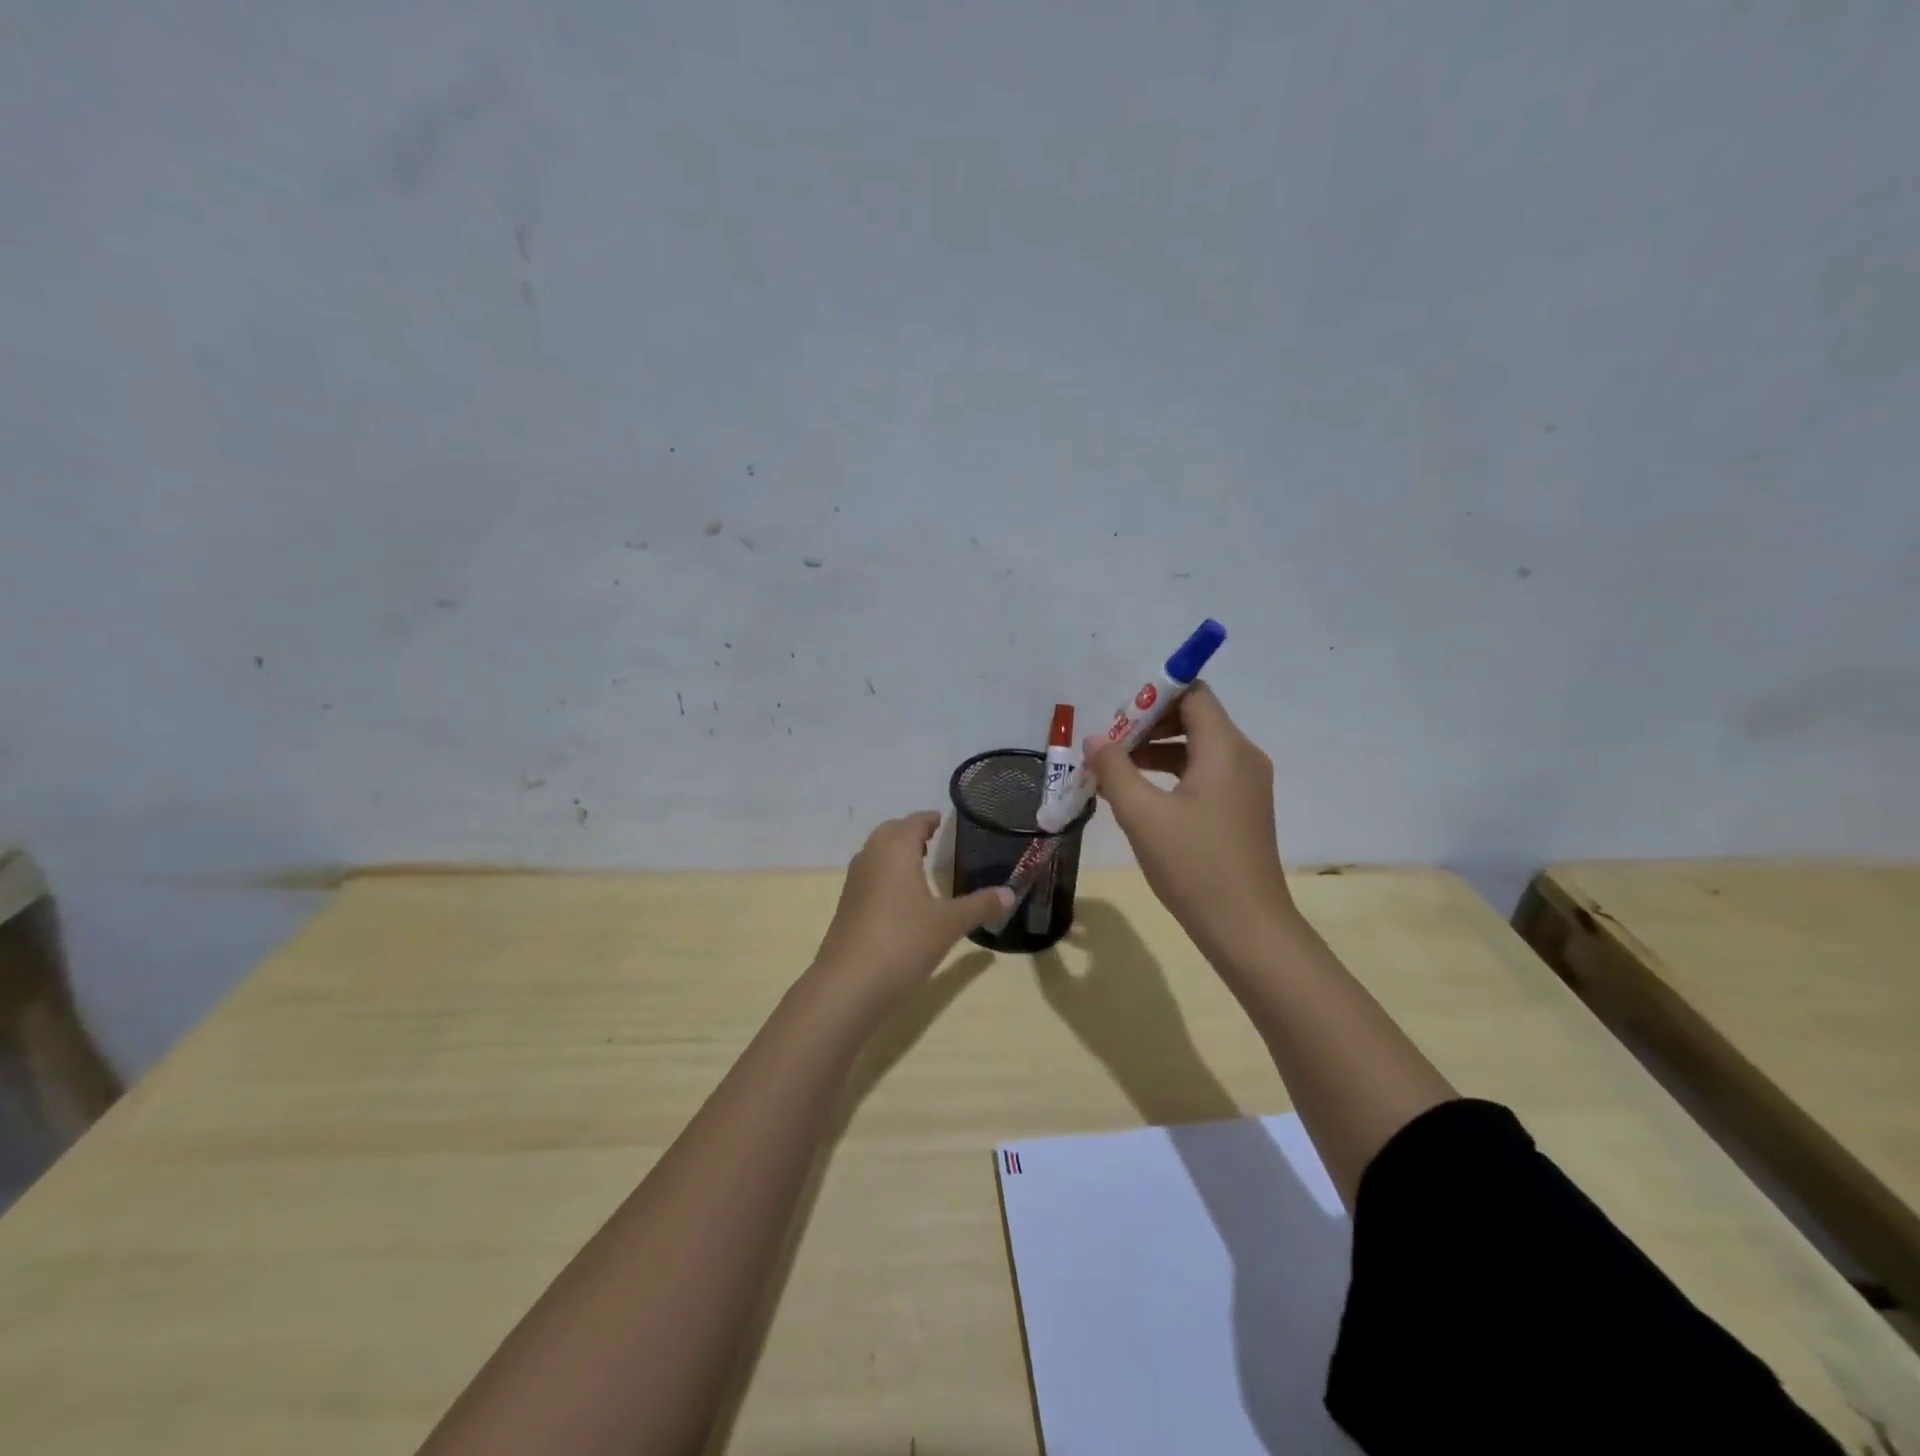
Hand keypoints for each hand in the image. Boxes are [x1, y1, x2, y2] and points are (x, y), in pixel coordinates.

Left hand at [809, 812, 1014, 1021]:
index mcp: (896, 848)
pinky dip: (886, 874)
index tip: (944, 820)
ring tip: (919, 864)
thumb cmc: (904, 941)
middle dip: (911, 832)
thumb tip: (1011, 894)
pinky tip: (901, 897)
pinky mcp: (846, 904)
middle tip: (933, 839)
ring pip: (877, 853)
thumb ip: (980, 905)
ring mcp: (855, 880)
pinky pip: (870, 875)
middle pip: (891, 832)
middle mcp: (872, 855)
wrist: (849, 983)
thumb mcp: (949, 924)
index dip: (930, 819)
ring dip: (896, 852)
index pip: (915, 821)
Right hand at [1082, 683, 1300, 971]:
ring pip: (1197, 747)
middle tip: (1110, 748)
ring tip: (1114, 774)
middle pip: (1194, 717)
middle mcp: (1243, 757)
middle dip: (1148, 725)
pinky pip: (1204, 773)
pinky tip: (1139, 798)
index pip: (1192, 694)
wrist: (1247, 928)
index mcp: (1225, 748)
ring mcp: (1246, 784)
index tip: (1117, 720)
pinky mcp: (1242, 808)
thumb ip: (1115, 769)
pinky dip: (1171, 774)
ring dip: (1155, 751)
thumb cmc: (1194, 865)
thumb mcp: (1142, 815)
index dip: (1152, 697)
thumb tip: (1096, 739)